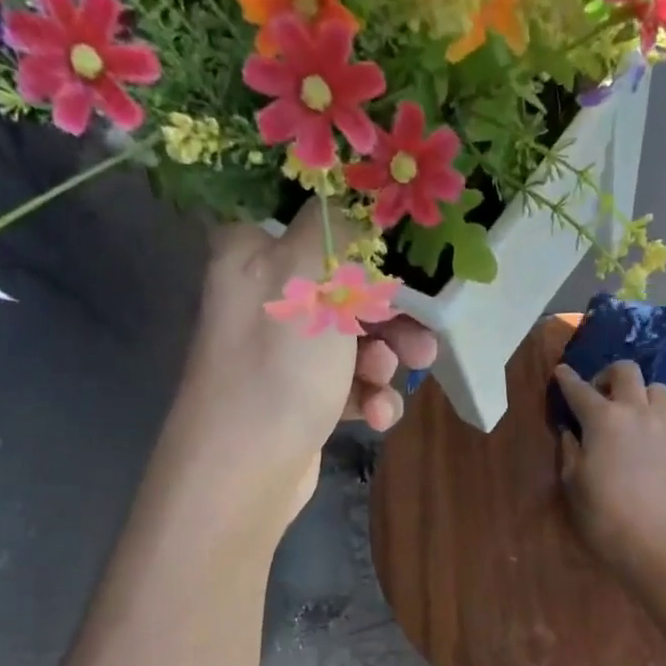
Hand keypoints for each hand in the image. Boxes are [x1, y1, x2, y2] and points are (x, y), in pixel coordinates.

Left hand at [188, 201, 435, 518]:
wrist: (245, 470)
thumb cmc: (277, 365)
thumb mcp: (309, 277)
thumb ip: (339, 228)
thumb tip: (358, 194)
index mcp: (255, 253)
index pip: (318, 223)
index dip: (368, 241)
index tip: (407, 261)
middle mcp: (267, 295)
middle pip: (349, 287)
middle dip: (391, 318)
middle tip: (421, 341)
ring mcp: (285, 351)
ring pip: (357, 340)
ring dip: (385, 362)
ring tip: (387, 383)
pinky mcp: (303, 396)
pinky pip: (350, 383)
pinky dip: (369, 396)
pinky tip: (375, 416)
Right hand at [553, 360, 665, 577]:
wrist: (655, 540)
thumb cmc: (603, 513)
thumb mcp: (573, 482)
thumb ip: (570, 449)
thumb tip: (571, 432)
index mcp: (603, 418)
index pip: (579, 389)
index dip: (567, 379)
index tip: (561, 372)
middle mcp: (636, 411)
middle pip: (626, 371)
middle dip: (608, 375)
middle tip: (599, 394)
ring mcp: (664, 425)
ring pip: (656, 388)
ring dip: (640, 393)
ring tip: (630, 413)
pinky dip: (655, 417)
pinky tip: (647, 437)